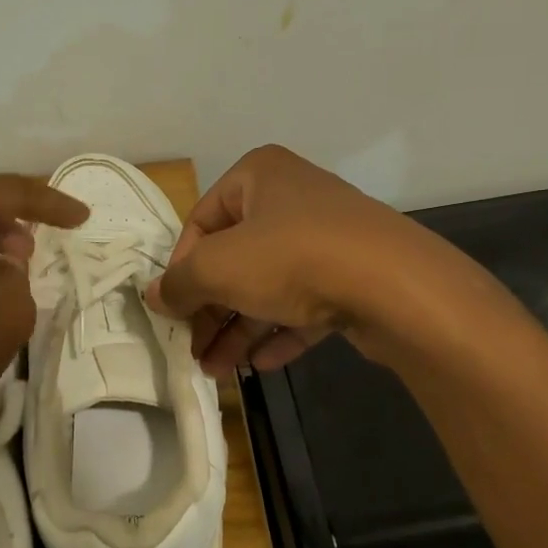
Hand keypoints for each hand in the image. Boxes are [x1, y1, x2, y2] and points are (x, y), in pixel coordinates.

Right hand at [146, 145, 472, 371]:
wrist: (393, 284)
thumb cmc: (291, 258)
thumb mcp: (219, 267)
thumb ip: (180, 282)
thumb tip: (154, 295)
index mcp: (259, 176)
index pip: (202, 221)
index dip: (182, 267)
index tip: (174, 309)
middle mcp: (293, 198)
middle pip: (236, 258)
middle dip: (212, 310)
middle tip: (194, 351)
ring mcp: (327, 238)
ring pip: (269, 285)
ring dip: (240, 329)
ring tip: (217, 371)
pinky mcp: (352, 275)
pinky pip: (305, 303)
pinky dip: (280, 331)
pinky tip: (260, 366)